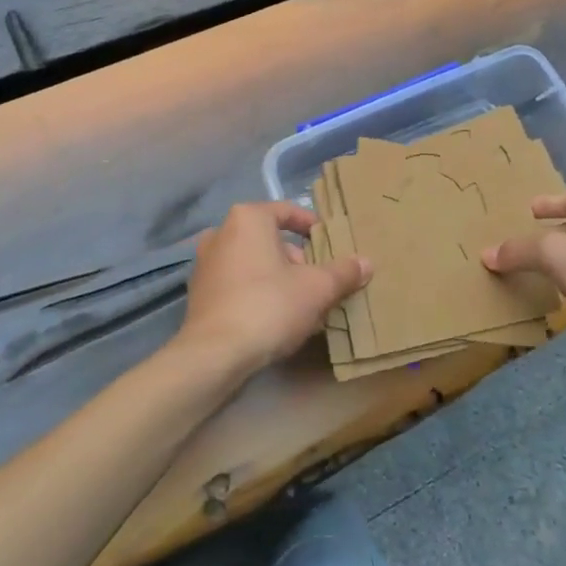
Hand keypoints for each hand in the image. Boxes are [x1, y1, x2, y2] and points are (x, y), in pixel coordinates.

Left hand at [177, 202, 370, 375]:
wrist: (215, 353)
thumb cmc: (269, 306)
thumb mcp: (317, 289)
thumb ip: (343, 272)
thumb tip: (366, 262)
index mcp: (247, 219)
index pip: (286, 211)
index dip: (310, 225)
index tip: (327, 243)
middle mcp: (220, 233)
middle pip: (269, 239)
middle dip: (296, 259)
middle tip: (318, 282)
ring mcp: (205, 264)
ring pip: (253, 263)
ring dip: (277, 278)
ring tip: (301, 306)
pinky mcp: (198, 293)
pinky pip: (237, 283)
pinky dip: (256, 293)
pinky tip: (274, 320)